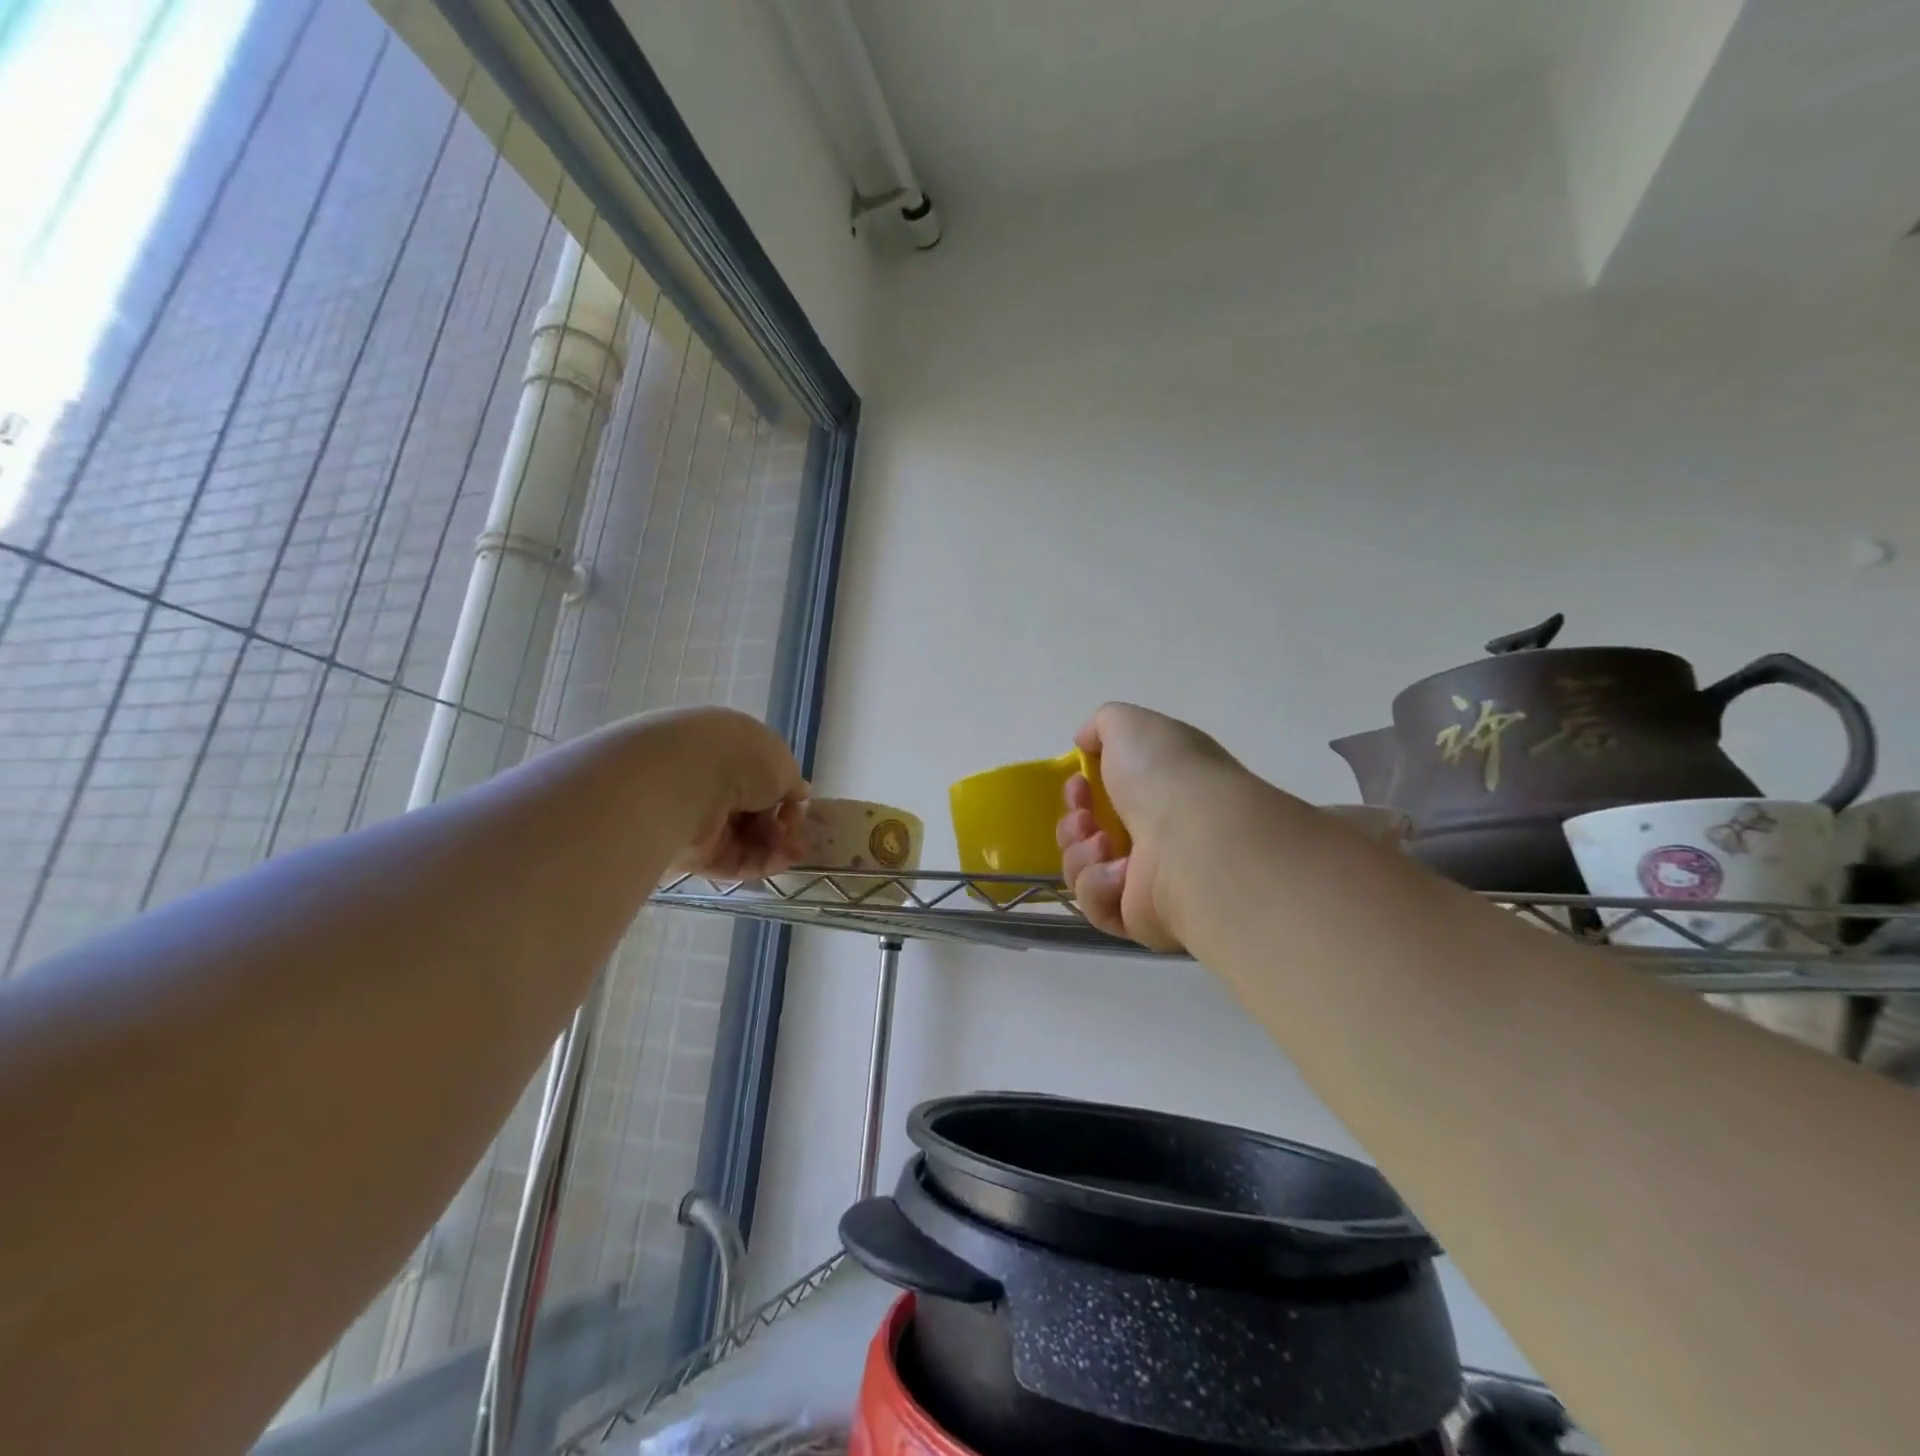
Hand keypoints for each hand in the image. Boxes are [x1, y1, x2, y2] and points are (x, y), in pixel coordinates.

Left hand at [658, 708, 809, 878]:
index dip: (785, 795)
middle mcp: (711, 779)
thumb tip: (798, 792)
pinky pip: (728, 859)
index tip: (799, 807)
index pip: (761, 777)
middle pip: (754, 811)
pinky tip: (776, 863)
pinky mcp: (689, 850)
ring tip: (793, 854)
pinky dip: (755, 863)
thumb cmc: (740, 759)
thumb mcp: (782, 763)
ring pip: (744, 838)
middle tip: (798, 838)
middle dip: (781, 827)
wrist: (684, 780)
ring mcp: (698, 816)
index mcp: (730, 747)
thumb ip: (792, 782)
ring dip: (774, 847)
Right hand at [1056, 703, 1246, 951]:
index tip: (1078, 783)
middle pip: (1089, 834)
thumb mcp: (1129, 724)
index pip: (1107, 795)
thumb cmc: (1165, 776)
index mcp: (1159, 791)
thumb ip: (1102, 725)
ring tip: (1104, 845)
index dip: (1080, 789)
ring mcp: (1149, 880)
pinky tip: (1118, 874)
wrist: (1196, 841)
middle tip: (1085, 818)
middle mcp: (1157, 834)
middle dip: (1073, 823)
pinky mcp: (1140, 919)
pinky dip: (1098, 886)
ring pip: (1084, 870)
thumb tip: (1085, 741)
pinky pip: (1096, 906)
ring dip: (1080, 852)